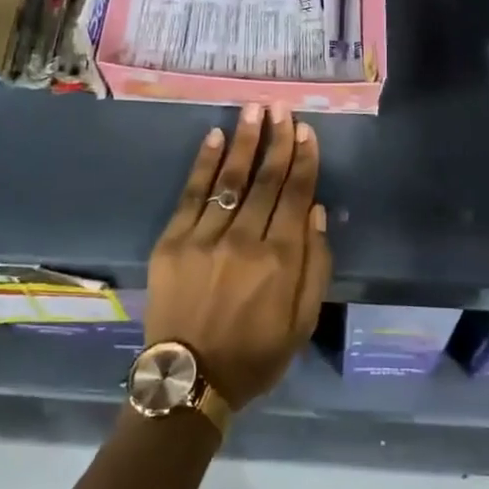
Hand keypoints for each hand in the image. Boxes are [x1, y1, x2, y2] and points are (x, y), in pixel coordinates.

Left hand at [144, 104, 331, 408]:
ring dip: (244, 141)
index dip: (303, 160)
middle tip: (282, 107)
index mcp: (279, 260)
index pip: (294, 196)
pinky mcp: (172, 241)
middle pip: (265, 180)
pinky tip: (215, 137)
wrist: (189, 381)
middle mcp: (243, 240)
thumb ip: (314, 266)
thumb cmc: (254, 355)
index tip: (306, 131)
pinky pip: (191, 194)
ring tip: (254, 109)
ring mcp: (204, 237)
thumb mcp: (301, 321)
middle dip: (276, 140)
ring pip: (230, 179)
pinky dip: (204, 164)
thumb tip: (315, 212)